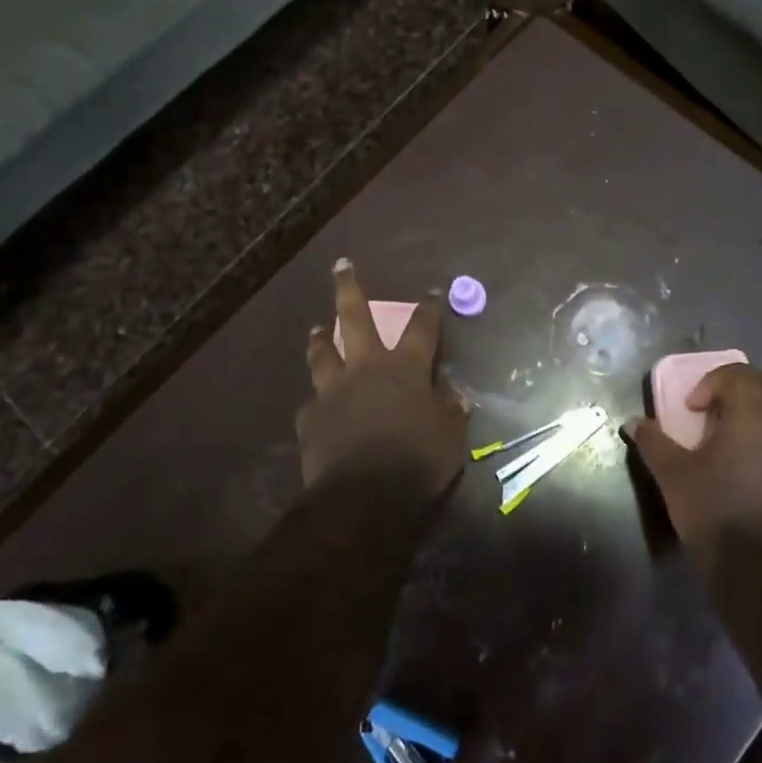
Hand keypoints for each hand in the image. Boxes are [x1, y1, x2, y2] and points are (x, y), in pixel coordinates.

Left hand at [296, 259, 465, 497]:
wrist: (362, 497)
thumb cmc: (415, 462)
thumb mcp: (449, 438)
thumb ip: (450, 411)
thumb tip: (450, 394)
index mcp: (405, 370)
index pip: (422, 328)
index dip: (429, 308)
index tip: (431, 290)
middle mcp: (366, 369)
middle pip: (355, 318)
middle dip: (348, 288)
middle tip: (341, 265)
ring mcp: (333, 391)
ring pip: (323, 354)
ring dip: (320, 338)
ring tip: (316, 328)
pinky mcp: (311, 418)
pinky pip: (312, 404)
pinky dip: (317, 402)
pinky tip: (315, 406)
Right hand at [627, 365, 761, 568]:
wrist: (759, 573)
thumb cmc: (713, 512)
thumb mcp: (673, 475)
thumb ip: (653, 443)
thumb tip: (633, 423)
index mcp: (755, 417)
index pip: (741, 375)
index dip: (713, 382)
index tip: (693, 408)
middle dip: (761, 384)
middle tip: (733, 404)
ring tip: (749, 436)